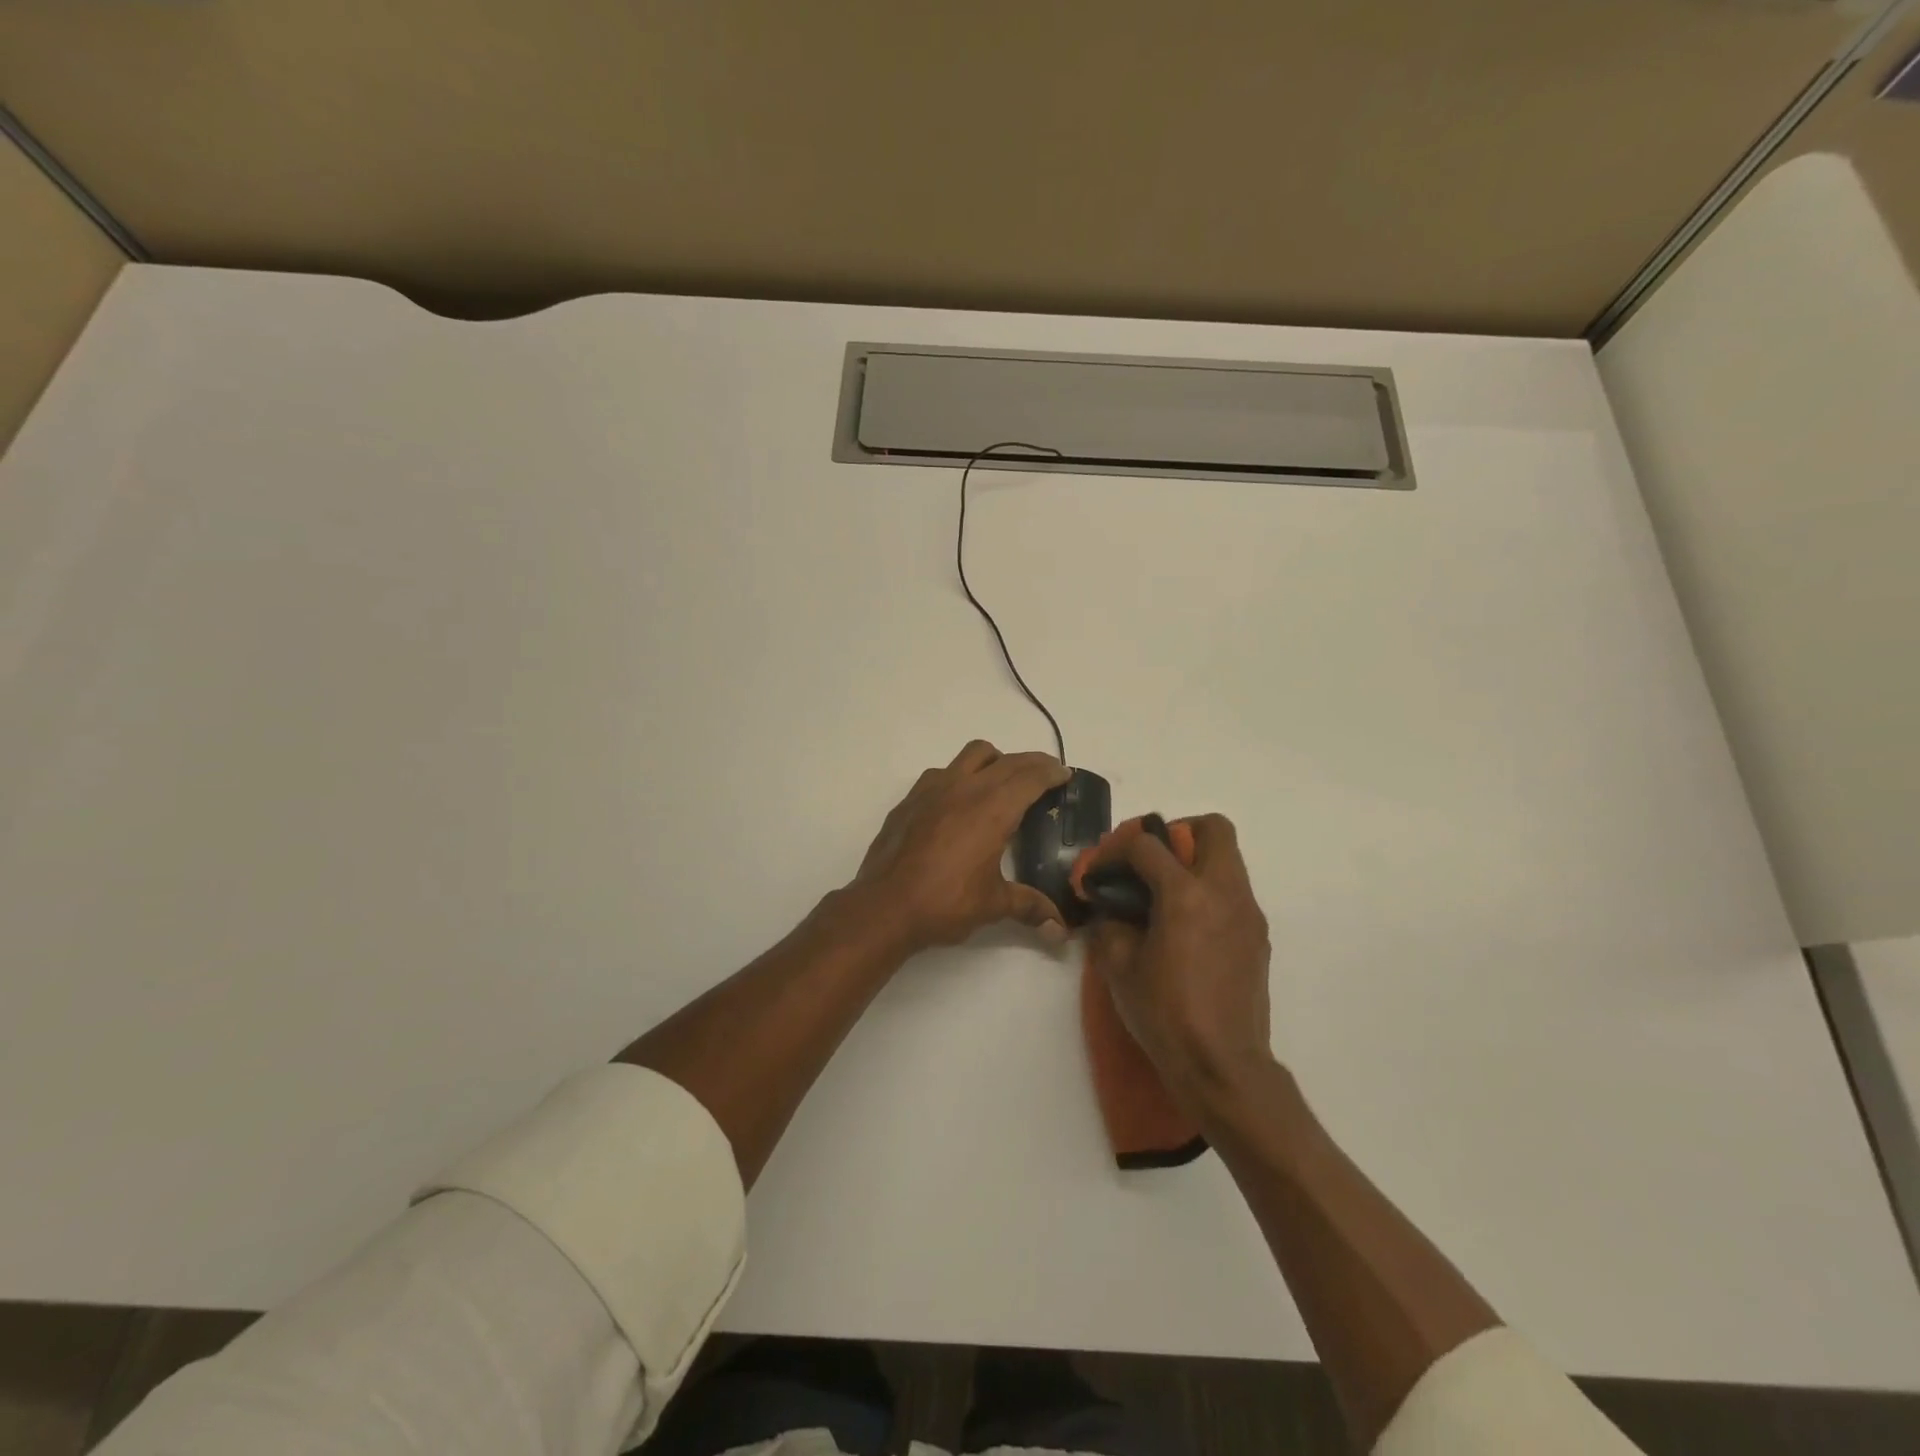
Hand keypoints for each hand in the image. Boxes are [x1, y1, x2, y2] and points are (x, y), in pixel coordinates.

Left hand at [853, 740, 1071, 952]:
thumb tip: (1061, 932)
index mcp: (992, 809)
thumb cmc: (945, 903)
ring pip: (972, 755)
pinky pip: (942, 772)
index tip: (1064, 774)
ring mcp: (933, 789)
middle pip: (1007, 761)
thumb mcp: (993, 905)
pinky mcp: (910, 799)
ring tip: (1003, 780)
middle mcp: (965, 788)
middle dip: (1031, 763)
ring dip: (995, 760)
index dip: (1051, 772)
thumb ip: (1030, 907)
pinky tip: (959, 801)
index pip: (1030, 777)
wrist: (884, 906)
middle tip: (1046, 774)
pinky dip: (960, 775)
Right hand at [1085, 814, 1273, 1106]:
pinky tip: (1186, 928)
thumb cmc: (1165, 1013)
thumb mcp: (1119, 966)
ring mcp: (1248, 913)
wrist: (1223, 1065)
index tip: (1101, 870)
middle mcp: (1224, 892)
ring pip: (1228, 859)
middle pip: (1212, 828)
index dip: (1117, 849)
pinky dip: (1208, 892)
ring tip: (1164, 896)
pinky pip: (1233, 892)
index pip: (1148, 845)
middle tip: (1151, 861)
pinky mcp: (1258, 936)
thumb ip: (1110, 923)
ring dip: (1195, 862)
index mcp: (1186, 894)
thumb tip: (1108, 906)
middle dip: (1178, 832)